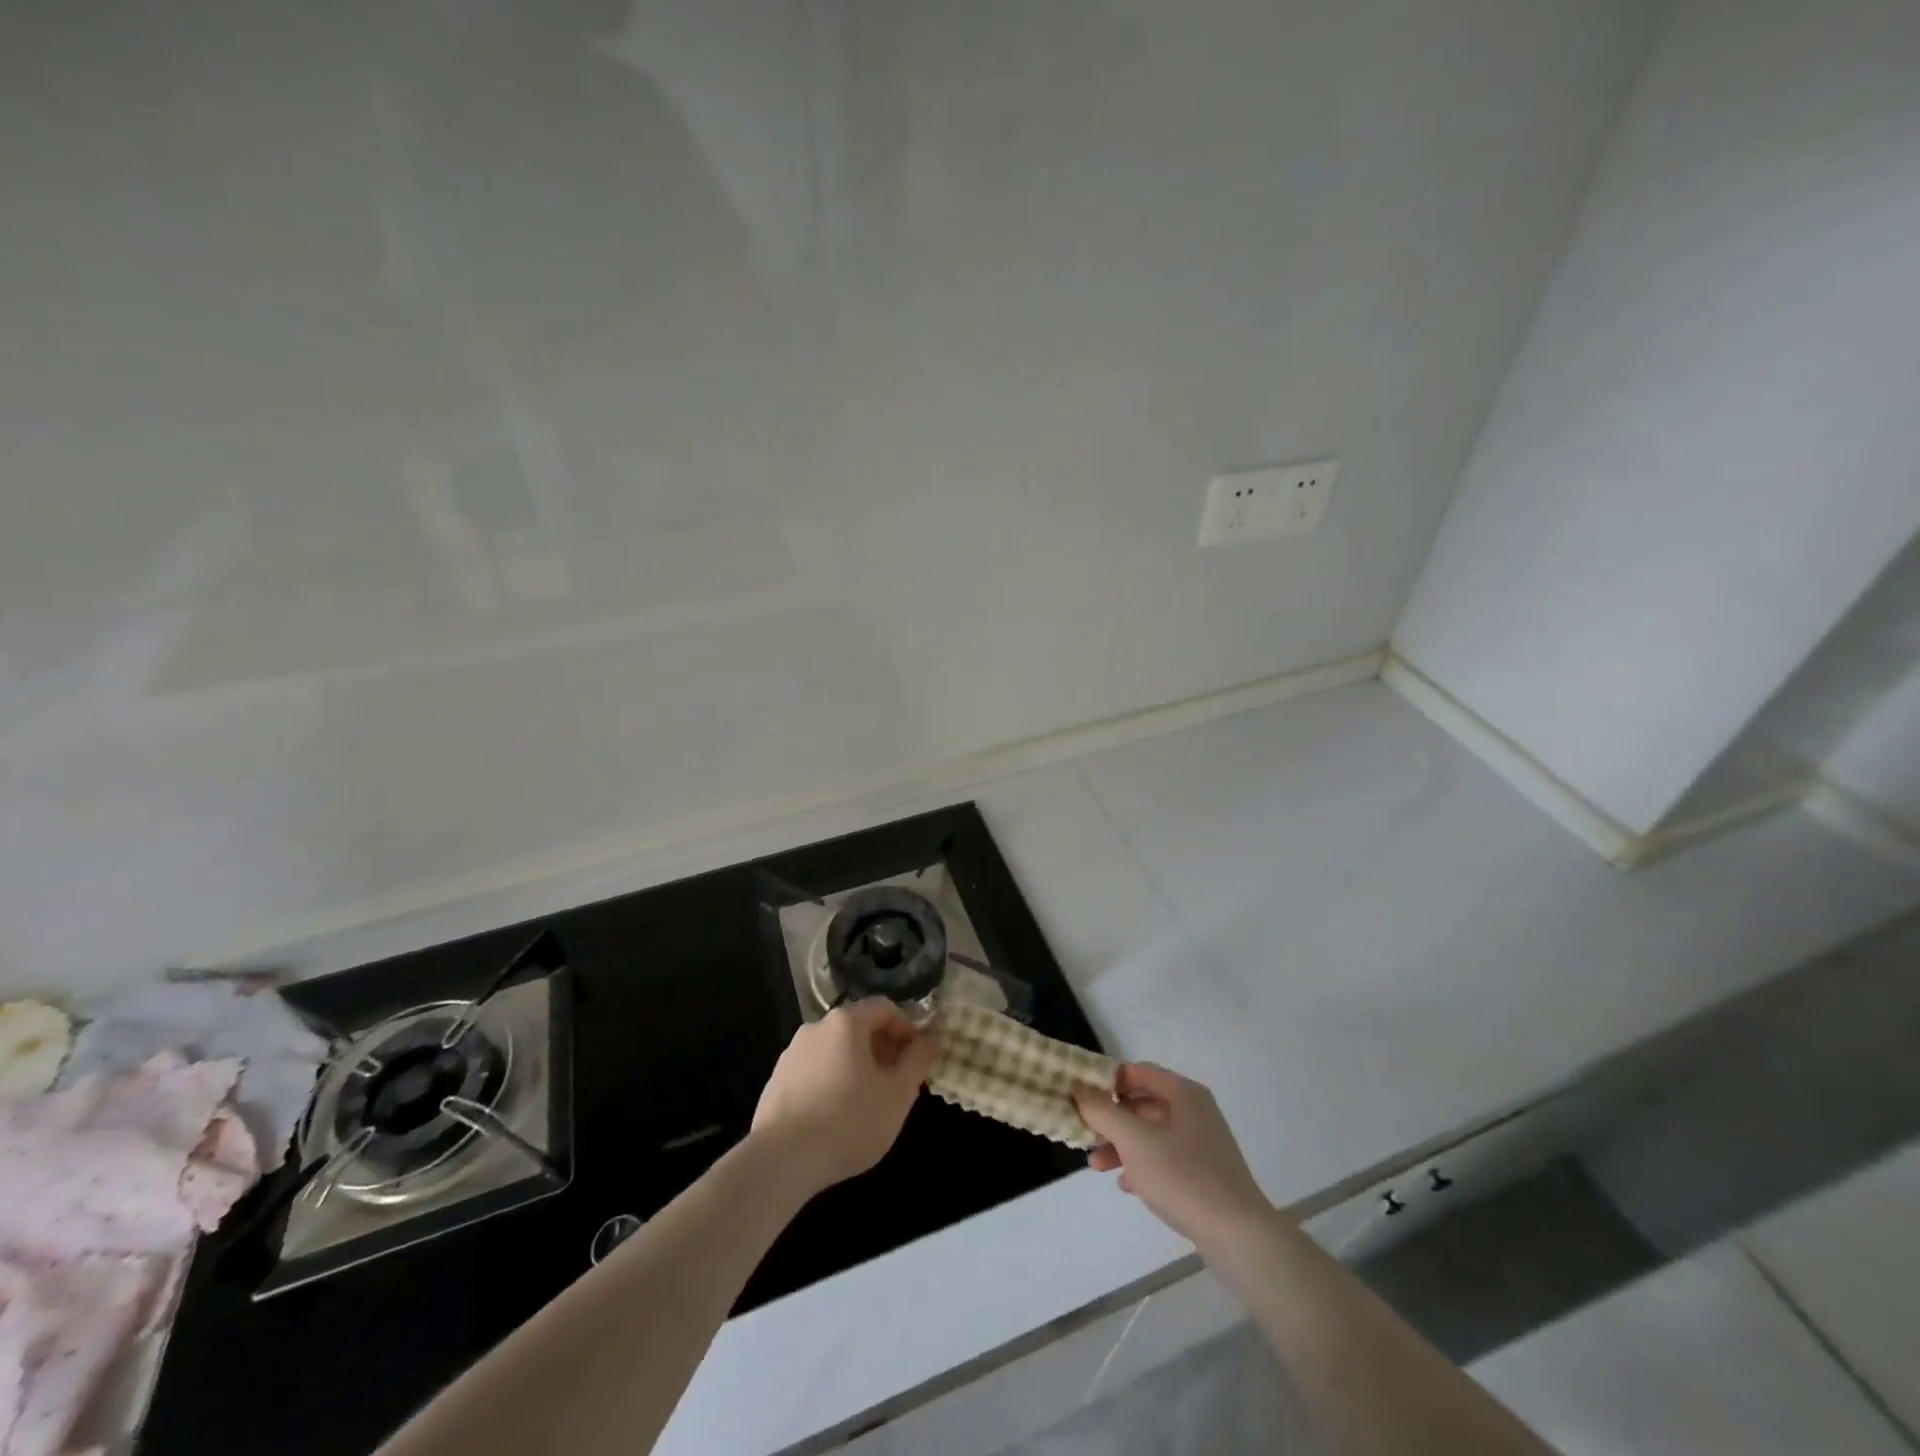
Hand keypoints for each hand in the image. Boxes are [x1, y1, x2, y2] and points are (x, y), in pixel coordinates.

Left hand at [749, 999, 937, 1195]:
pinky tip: (837, 1117)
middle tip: (897, 1082)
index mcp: (846, 1022)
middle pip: (858, 1027)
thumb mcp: (898, 1094)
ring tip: (869, 1103)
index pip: (884, 1007)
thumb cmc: (849, 1121)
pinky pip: (814, 1072)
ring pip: (835, 1051)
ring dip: (857, 1067)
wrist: (781, 1161)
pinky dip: (832, 1082)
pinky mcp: (776, 1081)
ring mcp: (791, 1054)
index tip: (918, 1056)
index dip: (907, 1027)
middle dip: (883, 1049)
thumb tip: (929, 1038)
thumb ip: (918, 1060)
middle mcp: (815, 1028)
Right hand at [1075, 1063, 1270, 1251]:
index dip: (1107, 1079)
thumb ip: (1103, 1112)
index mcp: (1183, 1093)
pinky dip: (1142, 1165)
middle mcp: (1194, 1111)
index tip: (1080, 1094)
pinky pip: (1165, 1158)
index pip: (1137, 1071)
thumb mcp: (1135, 1141)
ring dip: (1122, 1145)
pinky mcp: (1204, 1173)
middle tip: (1084, 1133)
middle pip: (1142, 1103)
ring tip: (1096, 1166)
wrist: (1239, 1236)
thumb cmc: (1183, 1177)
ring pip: (1151, 1133)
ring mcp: (1201, 1143)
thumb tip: (1079, 1089)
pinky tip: (1126, 1185)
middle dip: (1110, 1119)